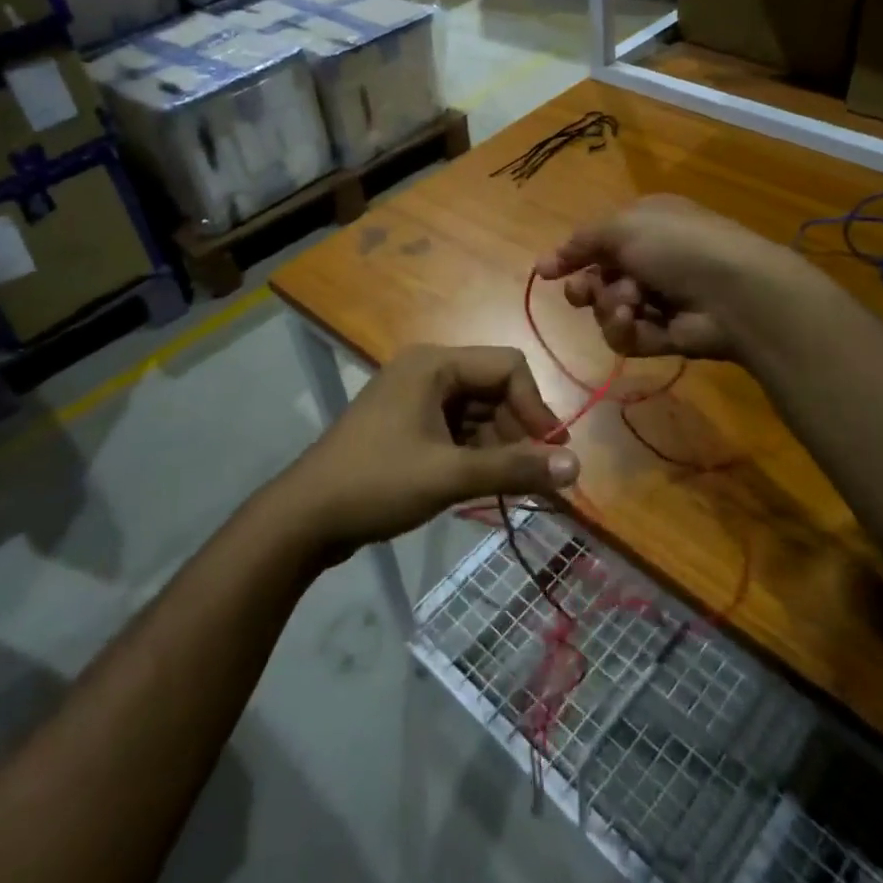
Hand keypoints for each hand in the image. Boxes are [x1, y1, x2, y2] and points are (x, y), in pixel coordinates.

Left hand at [274, 345, 579, 552]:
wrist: (305, 517)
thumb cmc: (378, 483)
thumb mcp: (450, 475)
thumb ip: (514, 468)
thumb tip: (576, 467)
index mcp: (434, 364)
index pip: (507, 366)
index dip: (535, 406)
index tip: (549, 453)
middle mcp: (426, 371)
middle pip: (493, 388)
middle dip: (518, 429)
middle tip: (534, 476)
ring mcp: (414, 398)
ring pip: (477, 411)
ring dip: (499, 445)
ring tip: (511, 485)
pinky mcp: (407, 424)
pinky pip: (456, 428)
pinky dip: (476, 452)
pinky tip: (484, 483)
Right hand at [534, 195, 804, 360]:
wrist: (733, 291)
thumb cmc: (677, 245)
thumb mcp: (622, 227)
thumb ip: (581, 242)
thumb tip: (544, 263)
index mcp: (644, 225)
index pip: (598, 242)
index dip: (571, 257)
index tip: (545, 273)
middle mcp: (650, 260)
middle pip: (598, 280)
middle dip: (586, 287)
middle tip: (582, 293)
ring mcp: (659, 299)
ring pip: (608, 310)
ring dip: (610, 306)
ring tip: (627, 303)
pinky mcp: (665, 335)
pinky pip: (627, 336)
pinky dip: (625, 330)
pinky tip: (633, 320)